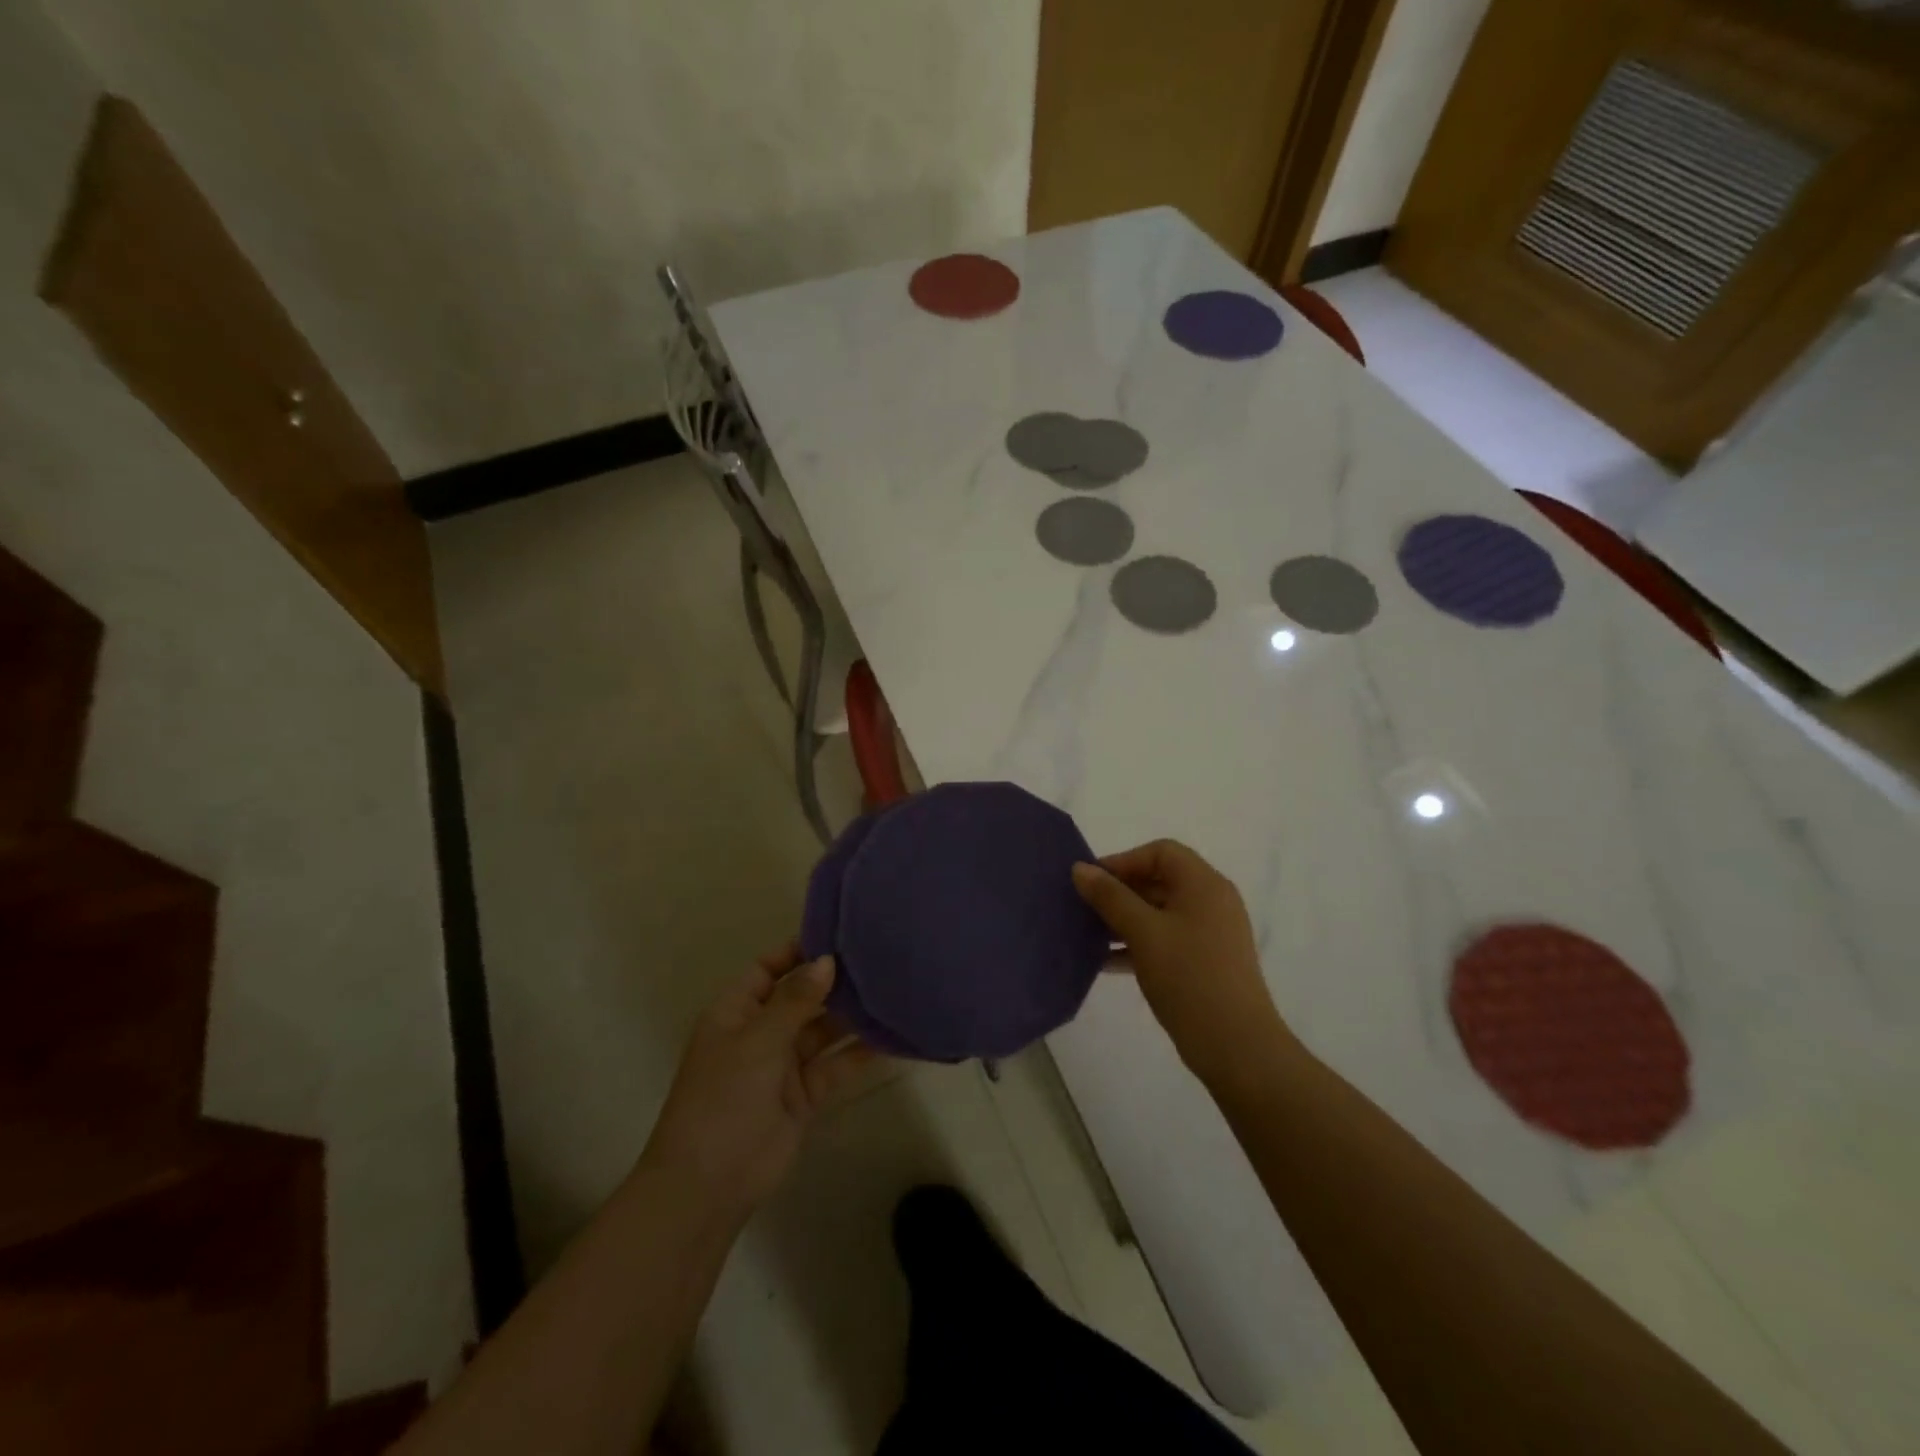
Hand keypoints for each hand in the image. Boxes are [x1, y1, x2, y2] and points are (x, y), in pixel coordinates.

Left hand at [640, 944, 875, 1219]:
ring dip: (851, 1015)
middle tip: (877, 959)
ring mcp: (783, 1065)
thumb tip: (827, 960)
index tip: (838, 937)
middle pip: (800, 997)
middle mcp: (760, 1032)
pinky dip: (859, 1053)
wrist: (709, 1185)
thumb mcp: (757, 1041)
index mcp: (736, 1012)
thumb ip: (795, 1000)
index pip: (767, 969)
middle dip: (832, 982)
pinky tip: (891, 1036)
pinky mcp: (805, 1095)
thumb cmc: (723, 1099)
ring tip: (891, 990)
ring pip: (822, 1030)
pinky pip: (835, 1065)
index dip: (797, 953)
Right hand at [1072, 840, 1294, 1088]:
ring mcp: (1211, 933)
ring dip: (1124, 919)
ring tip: (1089, 935)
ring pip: (1160, 911)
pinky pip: (1166, 938)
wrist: (1237, 1047)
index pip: (1160, 852)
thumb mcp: (1143, 932)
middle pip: (1160, 879)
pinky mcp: (1206, 961)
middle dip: (1120, 891)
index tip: (1092, 883)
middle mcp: (1211, 901)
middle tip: (1084, 908)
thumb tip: (1080, 868)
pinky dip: (1138, 943)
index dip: (1123, 860)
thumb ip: (1110, 897)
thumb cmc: (1189, 977)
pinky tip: (1106, 962)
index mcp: (1204, 884)